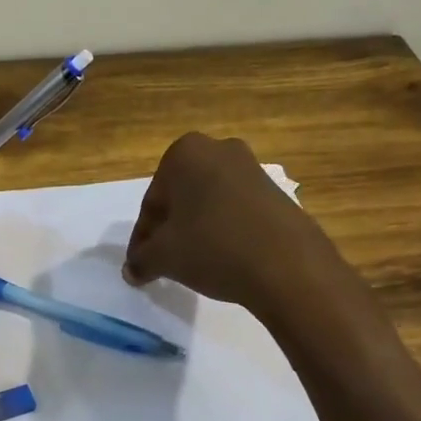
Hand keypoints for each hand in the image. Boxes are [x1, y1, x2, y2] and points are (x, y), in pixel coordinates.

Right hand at [124, 133, 353, 320]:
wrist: (288, 266)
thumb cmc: (212, 247)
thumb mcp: (162, 257)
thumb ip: (140, 260)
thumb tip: (132, 270)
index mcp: (185, 153)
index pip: (152, 201)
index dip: (144, 236)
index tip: (141, 261)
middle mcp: (219, 150)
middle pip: (181, 196)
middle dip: (170, 227)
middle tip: (164, 259)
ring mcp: (253, 168)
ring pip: (209, 202)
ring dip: (197, 228)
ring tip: (194, 262)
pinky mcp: (277, 192)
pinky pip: (237, 210)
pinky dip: (225, 230)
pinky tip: (224, 258)